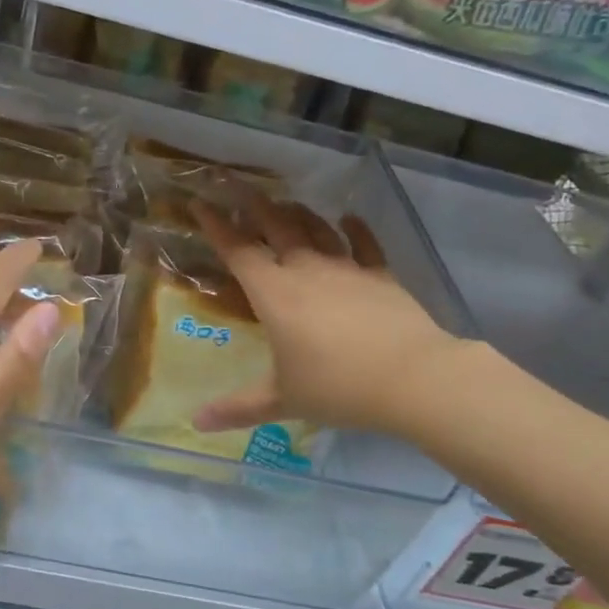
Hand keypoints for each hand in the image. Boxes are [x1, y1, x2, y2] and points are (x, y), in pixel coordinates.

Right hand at [189, 194, 456, 438]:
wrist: (412, 378)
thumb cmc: (337, 387)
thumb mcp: (282, 399)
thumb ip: (238, 408)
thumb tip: (196, 423)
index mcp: (275, 295)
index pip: (238, 251)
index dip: (215, 226)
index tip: (199, 202)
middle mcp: (306, 271)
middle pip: (276, 227)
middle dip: (253, 205)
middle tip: (237, 185)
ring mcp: (346, 269)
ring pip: (316, 230)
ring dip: (298, 213)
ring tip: (285, 202)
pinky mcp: (381, 275)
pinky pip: (364, 245)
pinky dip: (355, 229)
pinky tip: (349, 219)